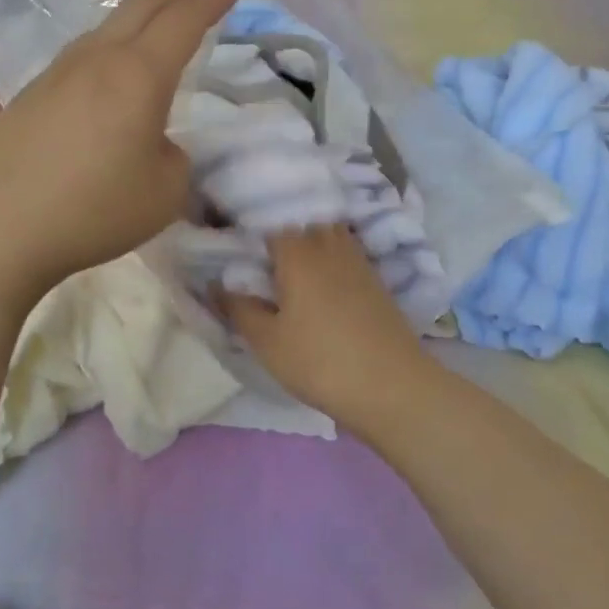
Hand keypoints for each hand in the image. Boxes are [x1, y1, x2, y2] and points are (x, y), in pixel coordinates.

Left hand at [0, 0, 241, 298]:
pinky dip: (106, 54)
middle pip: (140, 4)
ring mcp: (54, 75)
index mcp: (138, 75)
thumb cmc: (93, 210)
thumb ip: (173, 158)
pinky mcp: (26, 98)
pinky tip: (105, 83)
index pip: (182, 20)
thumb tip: (153, 143)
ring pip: (104, 29)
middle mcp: (95, 60)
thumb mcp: (164, 193)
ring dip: (137, 20)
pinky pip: (78, 60)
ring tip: (153, 33)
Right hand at [221, 227, 433, 432]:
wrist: (392, 387)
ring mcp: (359, 262)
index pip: (271, 221)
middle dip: (283, 230)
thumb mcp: (267, 341)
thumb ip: (239, 308)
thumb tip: (217, 284)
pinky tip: (322, 283)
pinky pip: (347, 254)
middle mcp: (330, 247)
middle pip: (304, 221)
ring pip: (330, 235)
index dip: (252, 228)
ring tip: (291, 265)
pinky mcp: (377, 282)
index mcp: (298, 252)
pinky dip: (331, 259)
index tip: (235, 242)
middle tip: (262, 253)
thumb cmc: (319, 361)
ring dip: (310, 241)